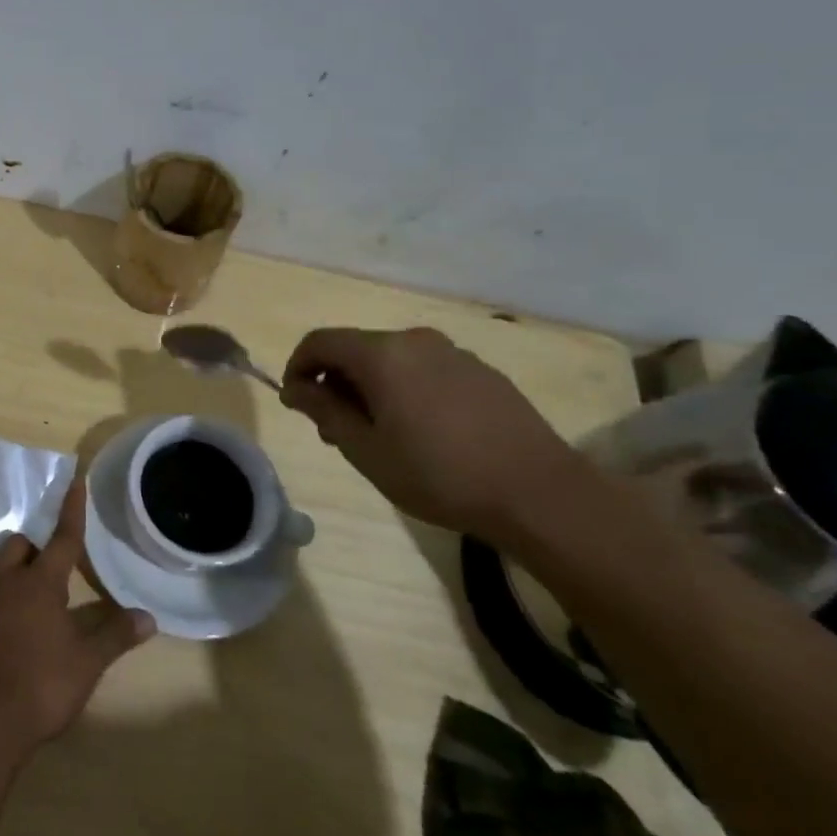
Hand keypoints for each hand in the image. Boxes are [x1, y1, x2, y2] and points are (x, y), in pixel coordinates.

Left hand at [0, 479, 155, 753]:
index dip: (72, 510)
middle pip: (20, 545)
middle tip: (54, 565)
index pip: (63, 538)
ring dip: (14, 568)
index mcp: (40, 582)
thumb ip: (115, 636)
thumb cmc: (41, 684)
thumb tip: (149, 617)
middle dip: (36, 546)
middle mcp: (7, 582)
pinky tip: (11, 622)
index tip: (75, 481)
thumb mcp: (87, 662)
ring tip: (32, 591)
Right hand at [280, 326, 597, 544]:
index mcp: (382, 354)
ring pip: (392, 361)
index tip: (295, 403)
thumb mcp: (366, 451)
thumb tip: (296, 389)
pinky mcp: (483, 373)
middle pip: (357, 349)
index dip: (298, 367)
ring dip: (370, 388)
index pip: (320, 342)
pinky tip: (422, 432)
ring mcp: (454, 354)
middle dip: (335, 383)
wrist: (540, 494)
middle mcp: (416, 341)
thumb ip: (325, 412)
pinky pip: (426, 370)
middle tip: (335, 431)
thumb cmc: (439, 474)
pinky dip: (405, 390)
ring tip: (378, 435)